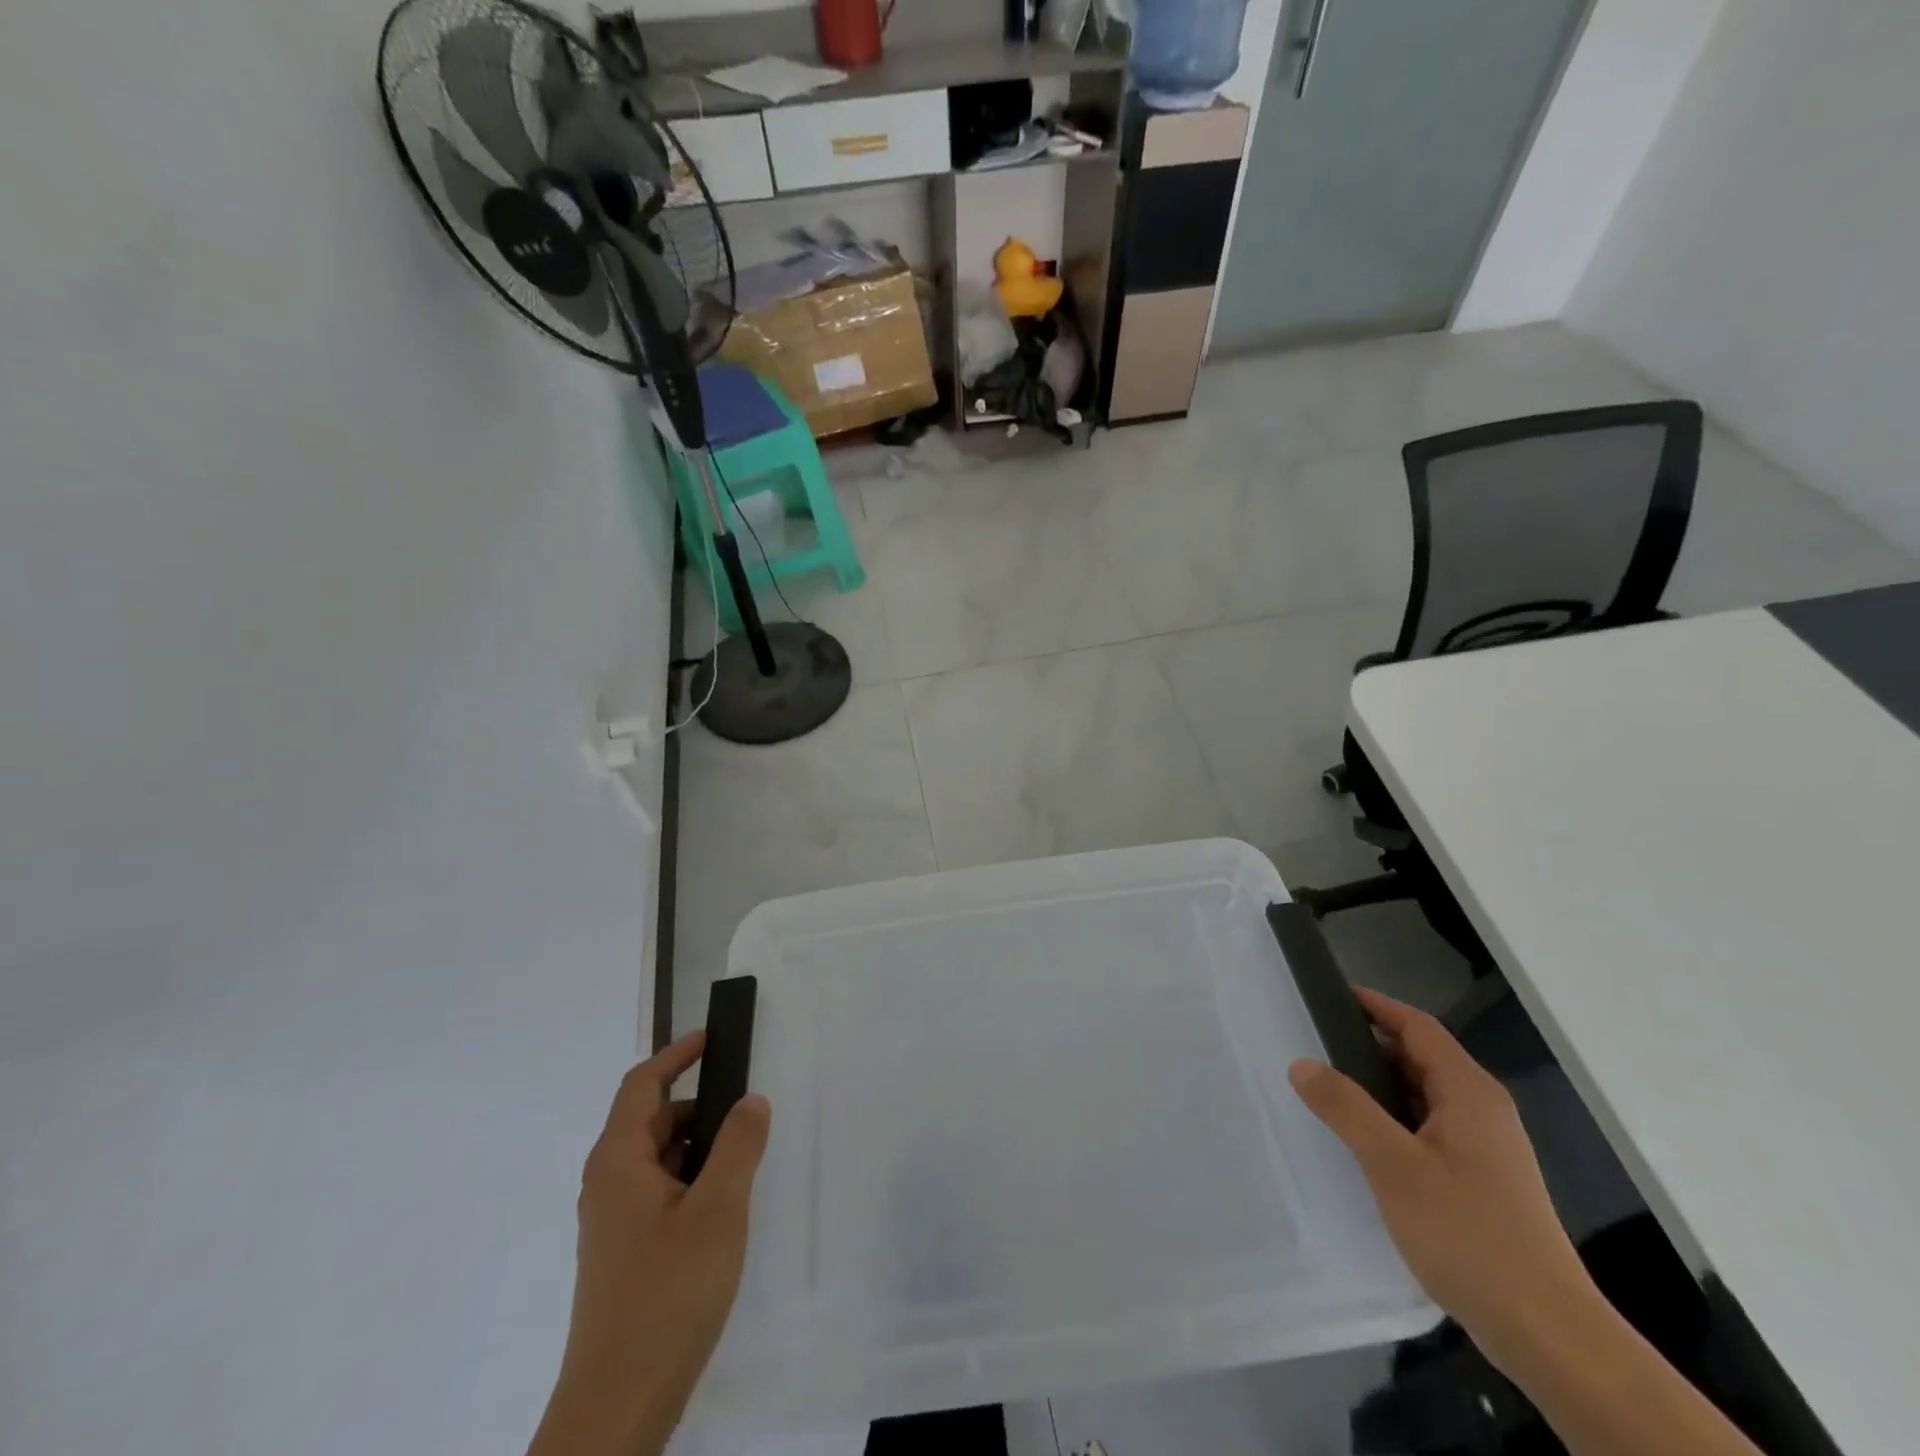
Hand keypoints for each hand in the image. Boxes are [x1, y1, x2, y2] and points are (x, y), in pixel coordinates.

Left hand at [529, 1032, 771, 1455]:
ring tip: (746, 1156)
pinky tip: (725, 1205)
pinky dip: (692, 1179)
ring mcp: (614, 1221)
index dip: (677, 1054)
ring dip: (699, 1146)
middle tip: (749, 1106)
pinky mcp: (625, 1252)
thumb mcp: (718, 1210)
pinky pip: (660, 1192)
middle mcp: (608, 1183)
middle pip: (652, 1120)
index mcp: (618, 1161)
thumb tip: (750, 1099)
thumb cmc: (667, 1293)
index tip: (714, 1038)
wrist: (618, 1406)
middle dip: (699, 1105)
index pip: (642, 1084)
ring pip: (659, 1159)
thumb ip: (738, 1145)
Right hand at [1289, 989, 1595, 1375]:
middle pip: (1421, 1058)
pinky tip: (1364, 1143)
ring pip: (1424, 1097)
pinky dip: (1394, 1120)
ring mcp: (1487, 1148)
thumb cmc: (1469, 1234)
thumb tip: (1301, 1063)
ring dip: (1379, 1087)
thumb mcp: (1394, 1165)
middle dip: (1369, 1045)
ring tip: (1328, 1090)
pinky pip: (1429, 1129)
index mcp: (1468, 1092)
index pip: (1417, 1027)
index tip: (1329, 995)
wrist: (1547, 1333)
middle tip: (1315, 1043)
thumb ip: (1345, 1107)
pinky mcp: (1482, 1181)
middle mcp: (1482, 1110)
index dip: (1375, 1006)